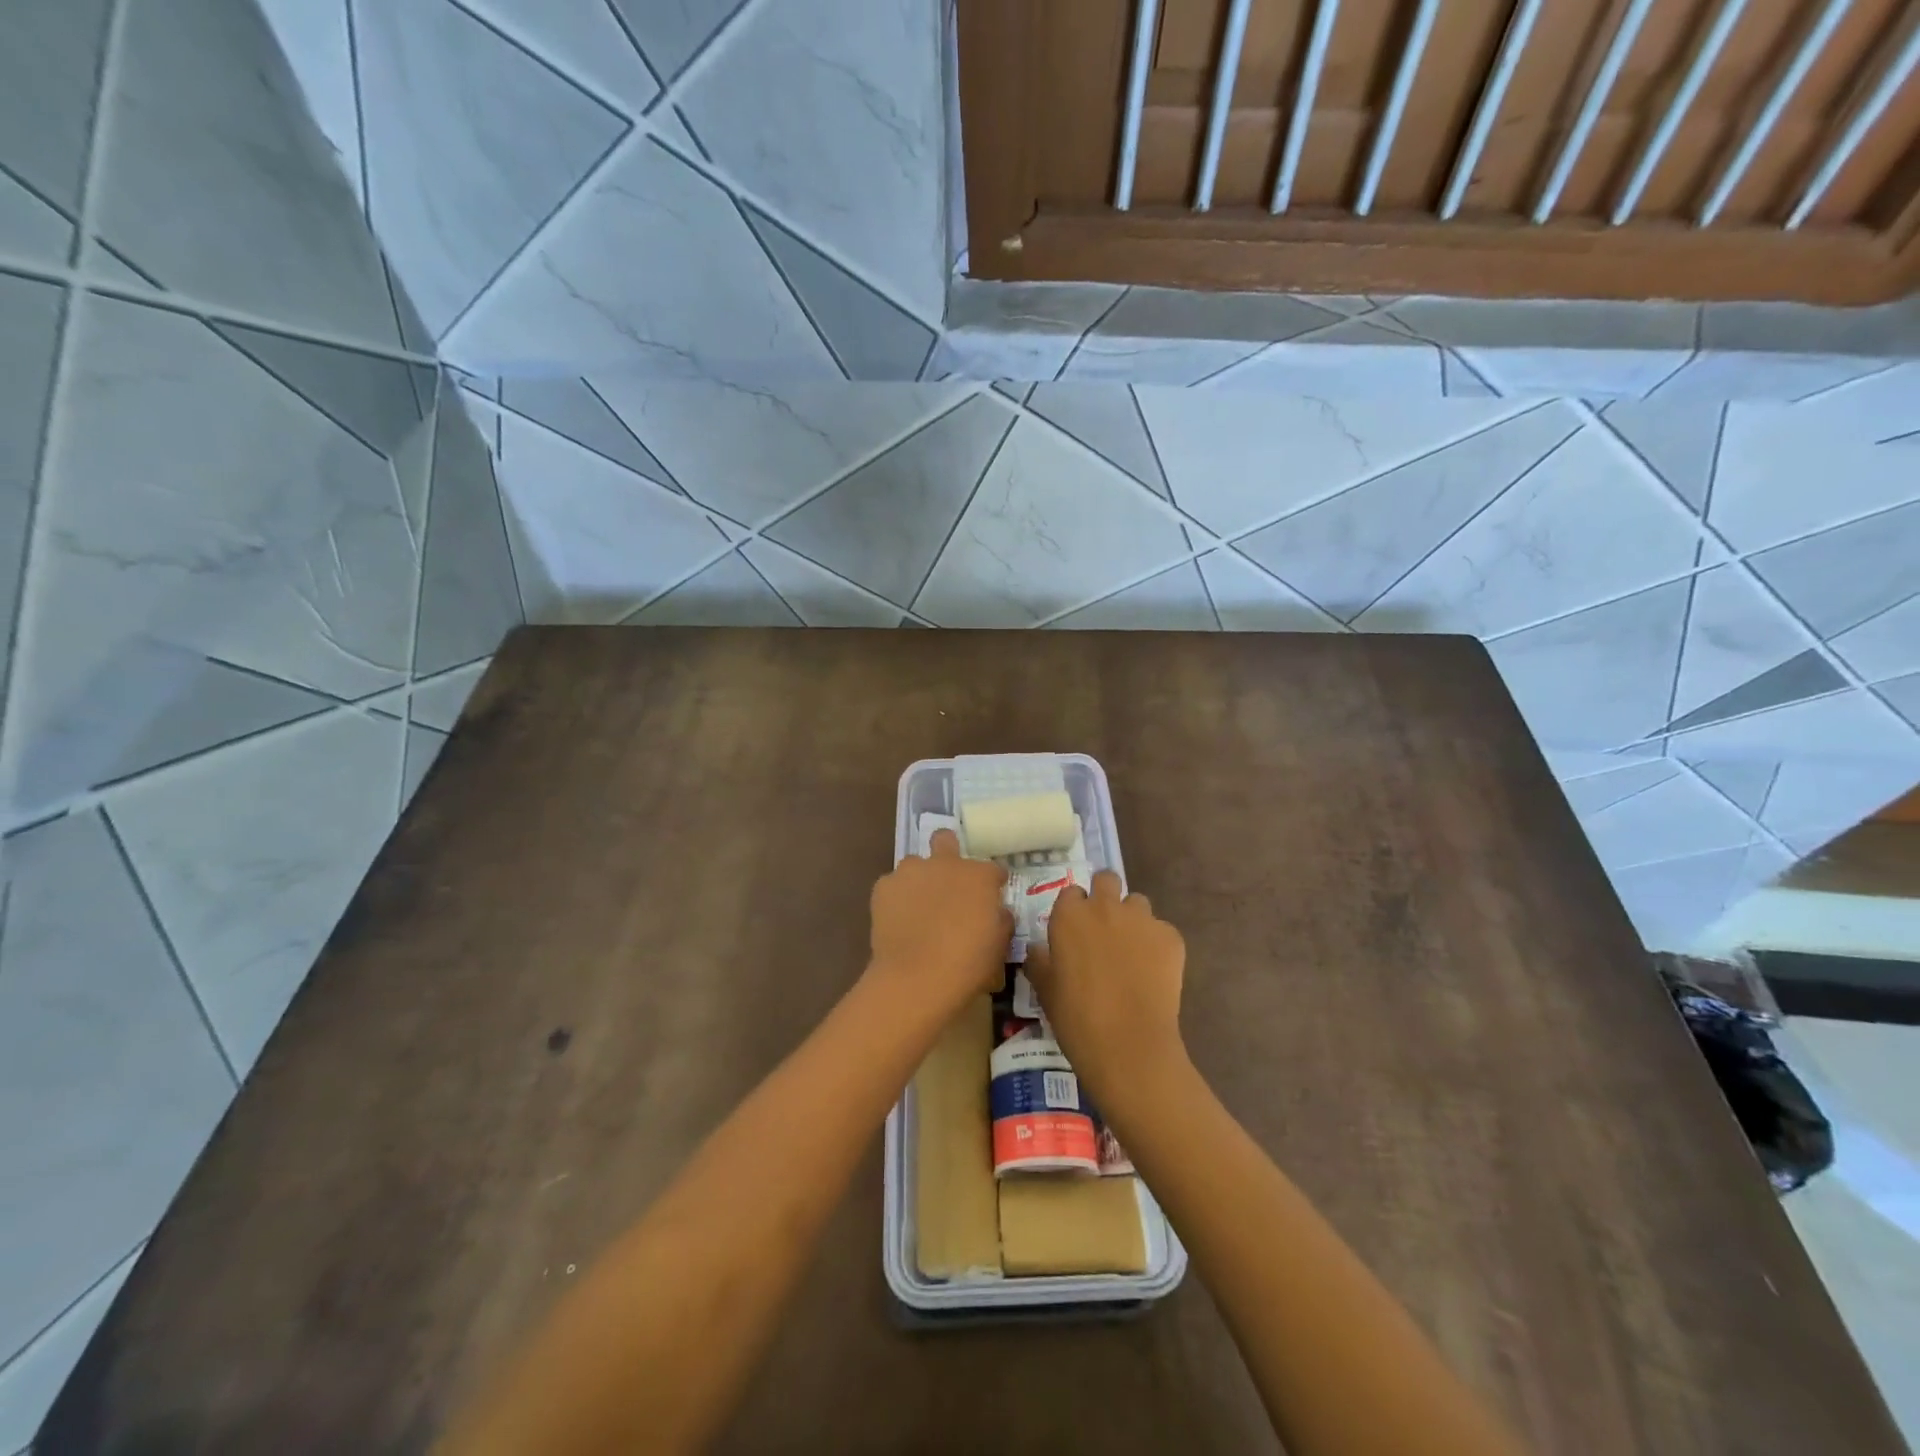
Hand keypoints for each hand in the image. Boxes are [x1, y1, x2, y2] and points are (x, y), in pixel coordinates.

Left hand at [867, 829, 1010, 1017]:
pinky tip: (898, 921)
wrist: (916, 978)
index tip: (990, 899)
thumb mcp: (998, 946)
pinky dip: (897, 898)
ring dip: (920, 879)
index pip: (993, 870)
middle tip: (948, 881)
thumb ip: (1000, 920)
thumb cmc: (967, 965)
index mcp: (979, 876)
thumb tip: (996, 912)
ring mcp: (911, 871)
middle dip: (948, 852)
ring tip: (918, 908)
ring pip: (915, 864)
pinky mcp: (883, 886)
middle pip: (945, 840)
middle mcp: (945, 864)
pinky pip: (893, 886)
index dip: (992, 884)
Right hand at [1024, 871, 1185, 1105]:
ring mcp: (1142, 919)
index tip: (1075, 930)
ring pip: (1138, 902)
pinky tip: (1154, 972)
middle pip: (1107, 879)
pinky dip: (1158, 944)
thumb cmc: (1077, 1019)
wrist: (1130, 1045)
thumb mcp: (1045, 991)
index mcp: (1069, 916)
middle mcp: (1105, 907)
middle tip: (1104, 927)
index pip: (1071, 893)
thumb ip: (1039, 962)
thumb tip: (1038, 950)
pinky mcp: (1171, 937)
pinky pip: (1162, 930)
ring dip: (1132, 919)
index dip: (1074, 909)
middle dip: (1105, 895)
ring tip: (1132, 951)